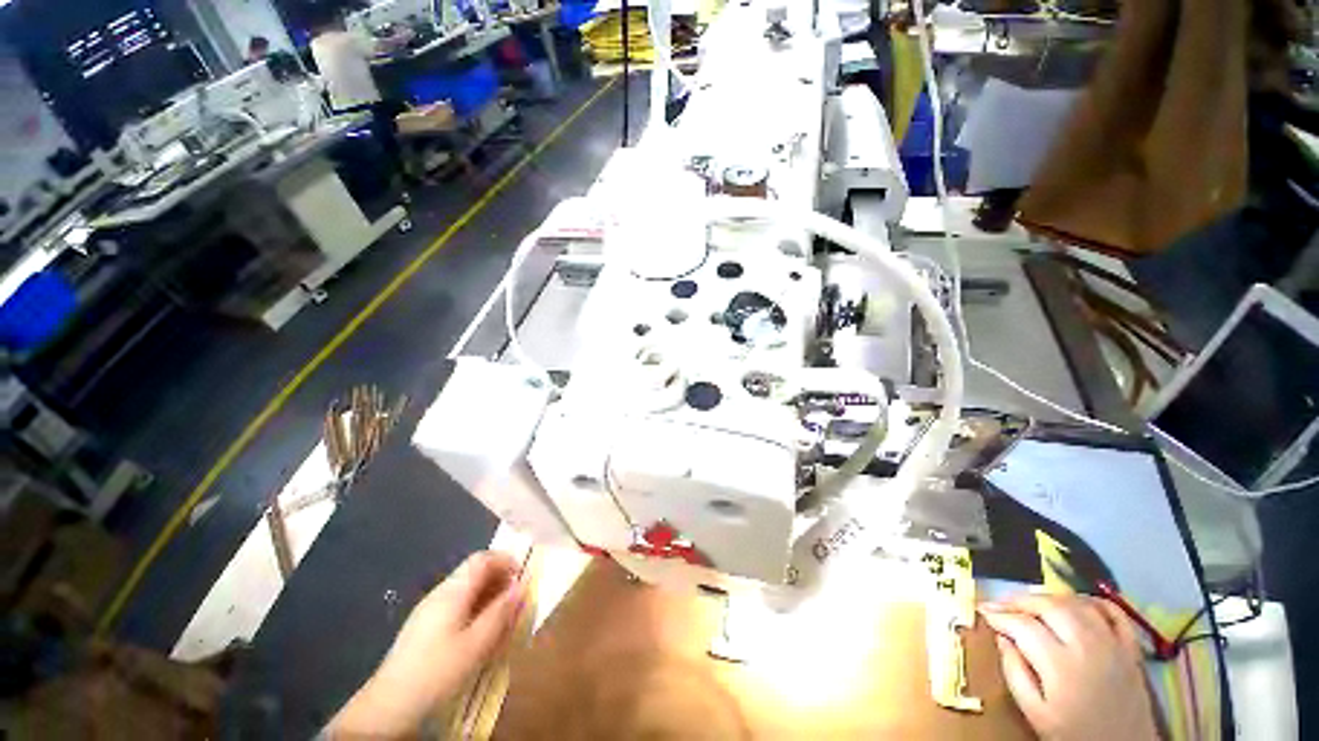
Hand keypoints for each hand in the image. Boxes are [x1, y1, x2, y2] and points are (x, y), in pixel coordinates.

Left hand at [329, 552, 523, 737]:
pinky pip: (456, 604)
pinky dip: (474, 608)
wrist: (388, 705)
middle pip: (474, 571)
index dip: (506, 560)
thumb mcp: (476, 643)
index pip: (482, 558)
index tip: (522, 577)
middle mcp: (440, 592)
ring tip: (502, 617)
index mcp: (453, 590)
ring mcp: (429, 608)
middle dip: (499, 579)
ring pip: (466, 589)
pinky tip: (479, 631)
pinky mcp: (424, 625)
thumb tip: (522, 585)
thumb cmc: (437, 670)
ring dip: (488, 595)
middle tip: (516, 599)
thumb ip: (501, 612)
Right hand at [979, 594, 1159, 740]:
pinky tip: (1075, 603)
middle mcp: (1087, 645)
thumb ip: (1015, 674)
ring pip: (1077, 603)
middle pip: (1049, 606)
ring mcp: (1113, 643)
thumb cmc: (1072, 734)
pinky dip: (1090, 600)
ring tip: (1030, 603)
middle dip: (1019, 600)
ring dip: (1049, 598)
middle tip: (1001, 604)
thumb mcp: (1035, 714)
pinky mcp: (1130, 647)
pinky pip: (1112, 611)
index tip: (982, 612)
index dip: (998, 615)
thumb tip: (1001, 639)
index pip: (1022, 625)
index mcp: (1060, 664)